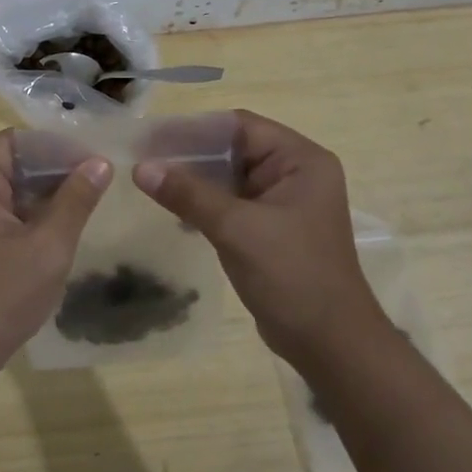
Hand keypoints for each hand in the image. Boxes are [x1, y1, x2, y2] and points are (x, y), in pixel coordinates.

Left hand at [0, 131, 110, 379]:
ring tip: (87, 201)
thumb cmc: (0, 297)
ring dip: (45, 192)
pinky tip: (61, 224)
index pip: (17, 142)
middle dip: (55, 170)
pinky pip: (2, 208)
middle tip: (98, 182)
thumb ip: (76, 199)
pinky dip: (30, 212)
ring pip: (9, 185)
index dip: (58, 147)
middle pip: (12, 161)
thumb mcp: (47, 246)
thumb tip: (101, 163)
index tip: (95, 162)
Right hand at [133, 110, 383, 364]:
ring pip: (230, 178)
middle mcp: (296, 173)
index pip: (240, 126)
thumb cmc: (292, 276)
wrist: (330, 345)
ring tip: (150, 183)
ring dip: (195, 181)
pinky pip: (233, 204)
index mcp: (301, 160)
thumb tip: (141, 167)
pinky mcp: (272, 229)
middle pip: (234, 150)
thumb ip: (188, 194)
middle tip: (144, 159)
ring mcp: (285, 203)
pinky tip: (174, 212)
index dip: (195, 129)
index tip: (152, 137)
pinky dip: (205, 204)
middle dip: (190, 155)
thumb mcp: (236, 229)